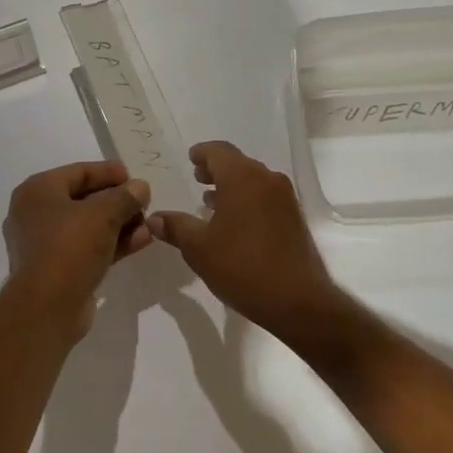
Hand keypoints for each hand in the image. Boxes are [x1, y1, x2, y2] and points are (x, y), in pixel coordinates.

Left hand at [2, 161, 152, 337]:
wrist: (46, 308)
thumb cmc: (69, 248)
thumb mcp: (103, 214)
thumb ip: (124, 196)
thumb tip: (140, 187)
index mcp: (38, 191)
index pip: (79, 171)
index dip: (109, 172)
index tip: (135, 177)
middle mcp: (35, 214)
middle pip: (84, 198)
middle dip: (117, 201)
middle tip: (144, 202)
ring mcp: (44, 244)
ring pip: (87, 226)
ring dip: (119, 224)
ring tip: (149, 224)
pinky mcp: (56, 269)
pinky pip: (87, 248)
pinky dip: (111, 243)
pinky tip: (141, 241)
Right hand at [146, 141, 346, 342]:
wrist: (297, 300)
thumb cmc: (242, 267)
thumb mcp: (199, 249)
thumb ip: (176, 227)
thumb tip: (154, 218)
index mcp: (242, 178)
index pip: (218, 151)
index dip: (202, 153)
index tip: (190, 159)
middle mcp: (267, 179)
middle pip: (238, 163)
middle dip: (216, 169)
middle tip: (197, 178)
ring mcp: (285, 198)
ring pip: (253, 180)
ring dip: (232, 185)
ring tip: (211, 201)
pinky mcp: (294, 217)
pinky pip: (266, 196)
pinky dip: (248, 199)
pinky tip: (235, 222)